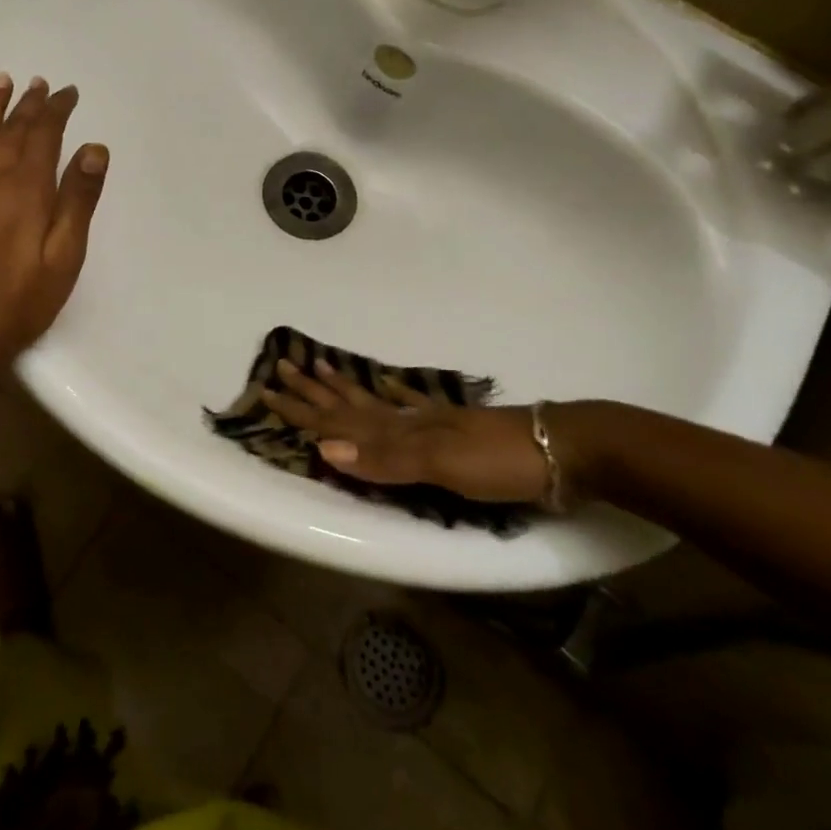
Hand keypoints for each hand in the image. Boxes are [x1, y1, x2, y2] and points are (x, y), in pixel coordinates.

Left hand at [0, 73, 108, 376]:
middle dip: (29, 105)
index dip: (56, 110)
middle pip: (12, 131)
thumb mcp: (65, 256)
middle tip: (41, 84)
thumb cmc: (23, 301)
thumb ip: (78, 200)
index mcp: (27, 190)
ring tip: (2, 81)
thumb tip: (94, 149)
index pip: (44, 136)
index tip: (68, 93)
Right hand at [267, 358, 553, 503]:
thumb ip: (384, 459)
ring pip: (374, 402)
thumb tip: (322, 449)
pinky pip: (411, 405)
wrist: (564, 449)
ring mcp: (431, 421)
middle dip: (312, 391)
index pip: (337, 421)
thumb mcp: (441, 465)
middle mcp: (407, 421)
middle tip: (281, 367)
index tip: (266, 391)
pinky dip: (393, 395)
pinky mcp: (455, 428)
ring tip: (320, 364)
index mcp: (399, 432)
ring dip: (343, 388)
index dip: (301, 409)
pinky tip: (387, 384)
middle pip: (349, 404)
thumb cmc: (499, 463)